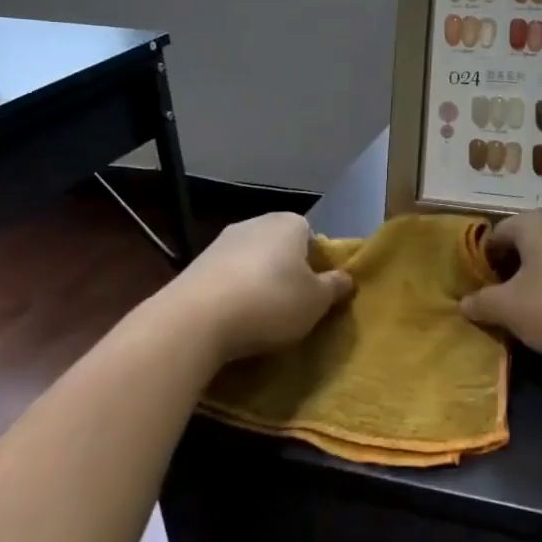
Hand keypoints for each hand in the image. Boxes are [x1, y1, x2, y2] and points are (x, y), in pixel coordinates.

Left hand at [160, 213, 351, 365]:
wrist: (195, 319)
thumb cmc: (271, 302)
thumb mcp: (317, 301)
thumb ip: (335, 287)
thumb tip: (346, 278)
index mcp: (291, 223)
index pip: (315, 240)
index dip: (319, 267)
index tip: (317, 295)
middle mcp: (256, 222)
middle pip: (283, 249)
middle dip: (288, 274)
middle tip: (293, 308)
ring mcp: (222, 241)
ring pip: (253, 263)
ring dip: (258, 284)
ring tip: (261, 319)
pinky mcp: (196, 264)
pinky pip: (227, 278)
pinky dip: (234, 294)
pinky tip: (234, 320)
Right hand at [460, 210, 541, 368]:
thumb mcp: (511, 309)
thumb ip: (483, 303)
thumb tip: (464, 302)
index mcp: (534, 222)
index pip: (496, 234)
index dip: (481, 263)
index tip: (476, 292)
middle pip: (525, 247)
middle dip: (510, 275)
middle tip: (499, 307)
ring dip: (537, 287)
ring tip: (528, 319)